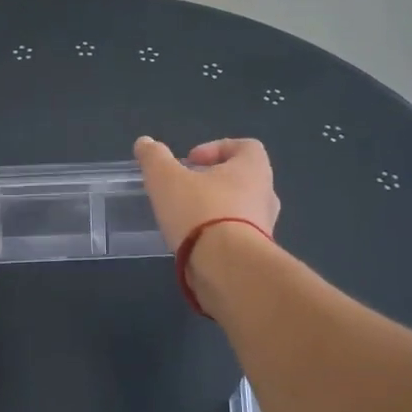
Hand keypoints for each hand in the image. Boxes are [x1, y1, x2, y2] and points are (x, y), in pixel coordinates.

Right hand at [133, 137, 279, 248]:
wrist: (226, 268)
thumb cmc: (199, 211)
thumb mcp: (165, 178)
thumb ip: (154, 157)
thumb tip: (144, 143)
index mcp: (253, 169)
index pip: (246, 146)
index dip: (217, 148)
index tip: (190, 161)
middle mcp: (266, 195)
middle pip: (242, 179)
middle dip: (213, 182)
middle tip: (185, 190)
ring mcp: (265, 228)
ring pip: (240, 210)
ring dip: (215, 210)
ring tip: (185, 220)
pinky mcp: (256, 255)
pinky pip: (237, 237)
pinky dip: (217, 237)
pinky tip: (192, 244)